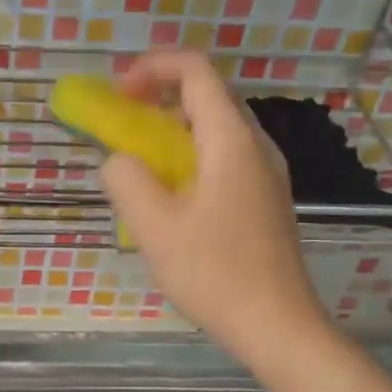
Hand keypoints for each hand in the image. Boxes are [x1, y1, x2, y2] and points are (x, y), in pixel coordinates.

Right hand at [100, 50, 328, 363]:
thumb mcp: (154, 227)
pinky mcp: (265, 202)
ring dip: (173, 132)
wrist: (275, 324)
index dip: (152, 67)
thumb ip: (126, 180)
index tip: (116, 92)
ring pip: (216, 131)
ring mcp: (266, 175)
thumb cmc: (214, 273)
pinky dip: (190, 160)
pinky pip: (224, 161)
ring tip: (139, 163)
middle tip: (121, 124)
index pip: (195, 71)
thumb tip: (119, 160)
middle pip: (208, 97)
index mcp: (231, 141)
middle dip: (159, 99)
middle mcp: (256, 147)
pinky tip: (171, 200)